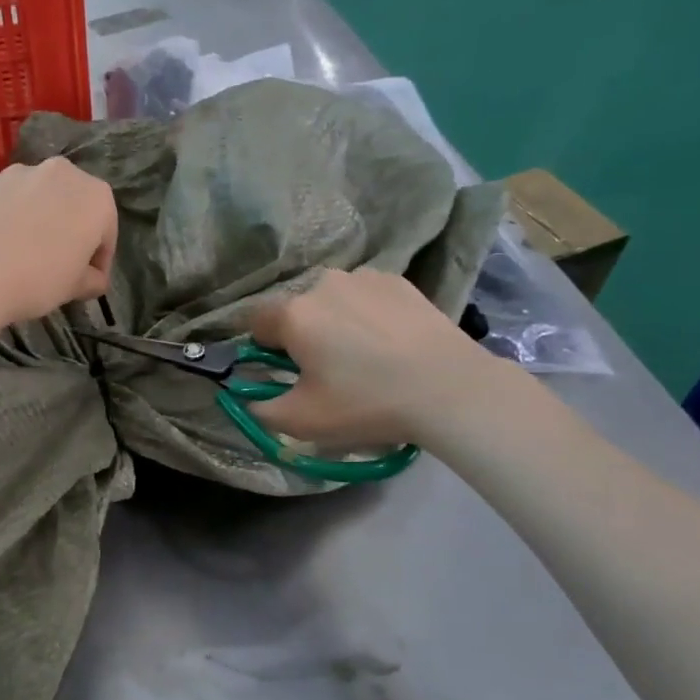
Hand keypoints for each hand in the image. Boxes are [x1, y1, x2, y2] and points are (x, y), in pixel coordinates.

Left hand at [0, 158, 117, 325]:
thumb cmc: (37, 278)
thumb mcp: (74, 288)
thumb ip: (91, 281)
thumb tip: (94, 280)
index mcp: (96, 197)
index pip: (106, 233)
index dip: (100, 261)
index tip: (89, 283)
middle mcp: (62, 174)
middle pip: (73, 207)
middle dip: (71, 233)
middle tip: (60, 267)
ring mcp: (20, 173)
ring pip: (40, 201)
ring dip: (40, 223)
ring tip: (26, 257)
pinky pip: (8, 204)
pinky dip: (10, 221)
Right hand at [247, 269, 515, 450]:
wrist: (449, 389)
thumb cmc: (366, 403)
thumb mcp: (302, 422)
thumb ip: (260, 411)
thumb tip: (250, 400)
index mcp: (293, 314)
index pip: (256, 321)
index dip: (264, 348)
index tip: (286, 372)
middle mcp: (323, 284)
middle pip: (296, 309)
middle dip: (302, 334)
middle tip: (328, 370)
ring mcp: (364, 277)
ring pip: (332, 300)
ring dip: (335, 320)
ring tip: (365, 354)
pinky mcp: (398, 281)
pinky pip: (366, 296)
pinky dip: (368, 314)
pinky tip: (390, 342)